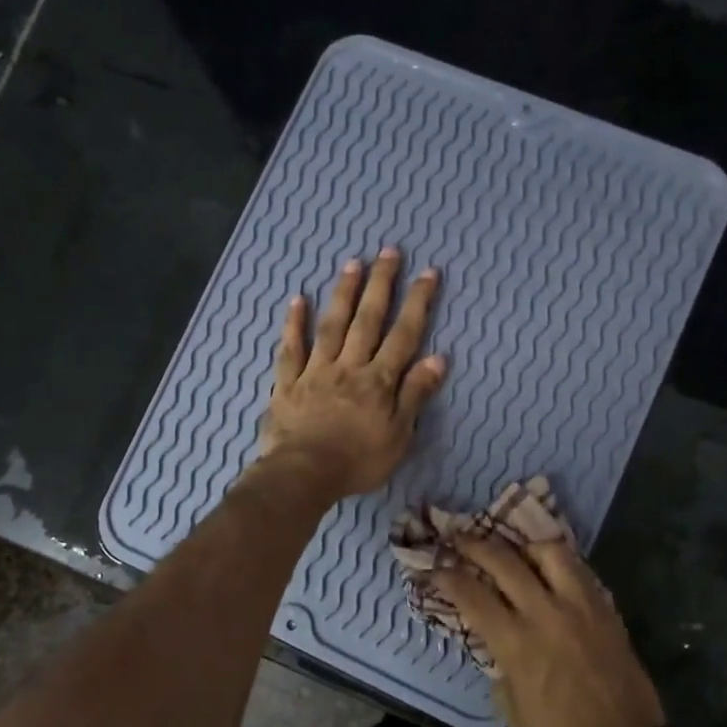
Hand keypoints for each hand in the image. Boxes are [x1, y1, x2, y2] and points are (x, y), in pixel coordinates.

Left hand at [259, 248, 447, 500]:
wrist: (303, 475)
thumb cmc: (357, 461)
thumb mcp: (399, 435)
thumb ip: (415, 395)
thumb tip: (438, 358)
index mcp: (378, 381)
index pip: (404, 335)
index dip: (417, 303)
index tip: (428, 272)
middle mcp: (349, 366)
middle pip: (367, 320)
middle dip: (381, 284)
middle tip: (389, 251)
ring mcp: (315, 371)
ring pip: (331, 325)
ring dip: (343, 293)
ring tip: (353, 263)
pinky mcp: (288, 383)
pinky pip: (291, 349)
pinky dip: (294, 324)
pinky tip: (298, 300)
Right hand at [434, 534, 664, 726]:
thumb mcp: (512, 712)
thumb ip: (499, 667)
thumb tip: (495, 641)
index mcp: (517, 644)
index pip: (471, 594)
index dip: (446, 576)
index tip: (432, 568)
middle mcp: (546, 615)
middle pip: (504, 561)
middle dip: (474, 545)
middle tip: (459, 537)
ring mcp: (581, 608)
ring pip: (550, 553)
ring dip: (525, 546)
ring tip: (514, 550)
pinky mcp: (607, 612)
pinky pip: (581, 572)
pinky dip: (559, 564)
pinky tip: (549, 569)